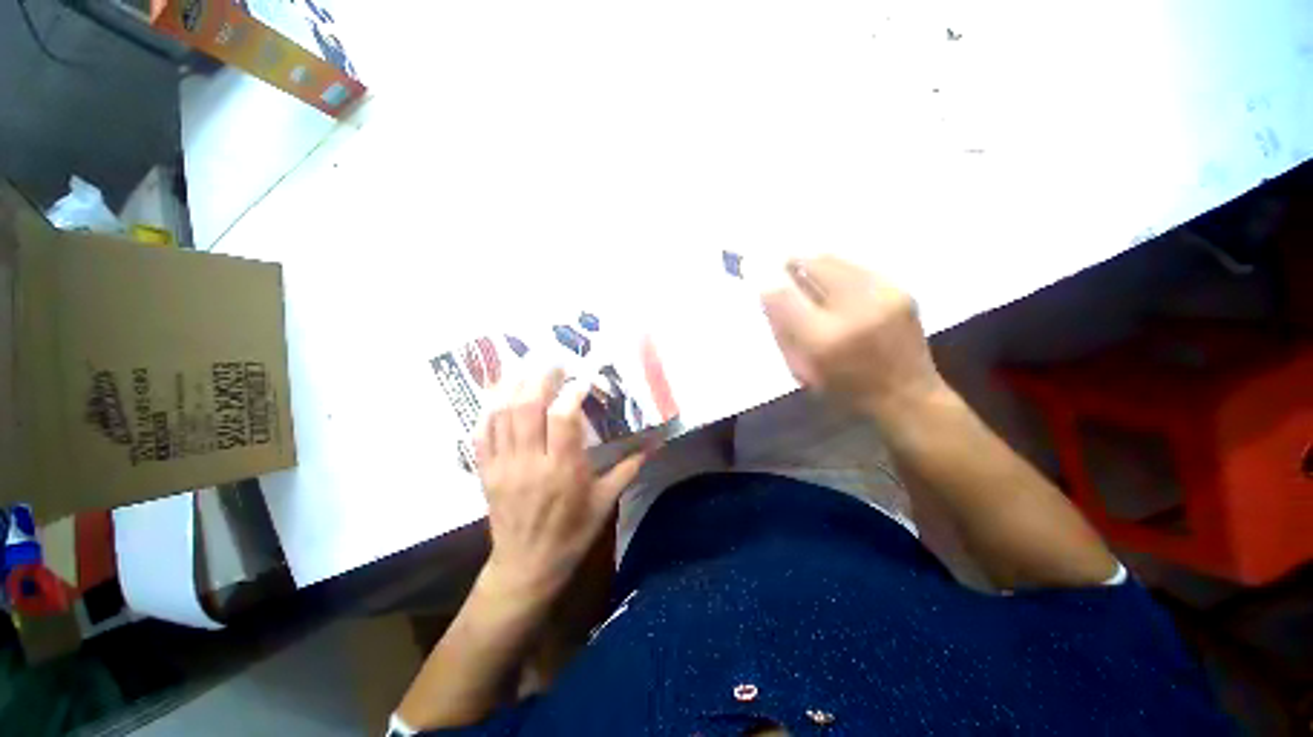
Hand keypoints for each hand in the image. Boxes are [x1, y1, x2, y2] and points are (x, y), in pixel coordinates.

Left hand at [475, 370, 646, 599]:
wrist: (527, 566)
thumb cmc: (572, 532)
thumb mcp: (606, 501)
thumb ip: (630, 467)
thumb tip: (657, 443)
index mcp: (563, 469)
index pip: (564, 416)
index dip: (572, 390)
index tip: (583, 378)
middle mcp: (530, 462)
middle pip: (528, 406)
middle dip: (540, 377)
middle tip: (553, 361)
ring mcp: (503, 465)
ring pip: (502, 413)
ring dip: (514, 384)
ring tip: (527, 366)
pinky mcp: (486, 471)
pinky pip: (482, 431)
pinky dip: (489, 407)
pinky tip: (500, 392)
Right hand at [761, 255, 946, 421]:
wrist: (905, 395)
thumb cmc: (843, 389)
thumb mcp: (800, 368)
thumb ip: (781, 327)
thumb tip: (766, 289)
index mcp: (822, 341)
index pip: (784, 295)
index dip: (766, 278)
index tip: (753, 268)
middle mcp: (854, 311)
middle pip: (814, 263)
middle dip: (792, 262)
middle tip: (781, 266)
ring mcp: (883, 295)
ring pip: (836, 259)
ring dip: (815, 264)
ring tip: (808, 275)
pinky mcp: (901, 289)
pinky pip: (856, 266)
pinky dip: (838, 270)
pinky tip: (836, 285)